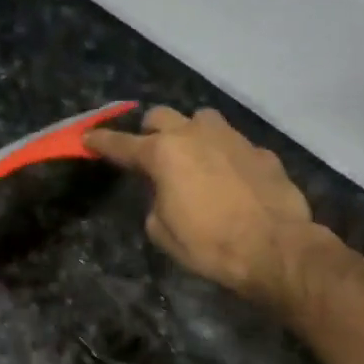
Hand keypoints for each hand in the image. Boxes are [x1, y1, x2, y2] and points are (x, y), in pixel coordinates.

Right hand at [86, 106, 315, 305]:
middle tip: (150, 153)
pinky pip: (233, 143)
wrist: (274, 247)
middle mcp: (195, 135)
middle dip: (150, 131)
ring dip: (190, 133)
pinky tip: (231, 179)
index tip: (89, 138)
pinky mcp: (260, 151)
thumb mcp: (162, 232)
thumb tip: (164, 192)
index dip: (102, 142)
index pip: (122, 144)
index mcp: (163, 154)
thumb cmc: (209, 244)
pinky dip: (224, 155)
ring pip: (201, 119)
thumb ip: (155, 201)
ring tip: (194, 157)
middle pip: (161, 116)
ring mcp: (231, 138)